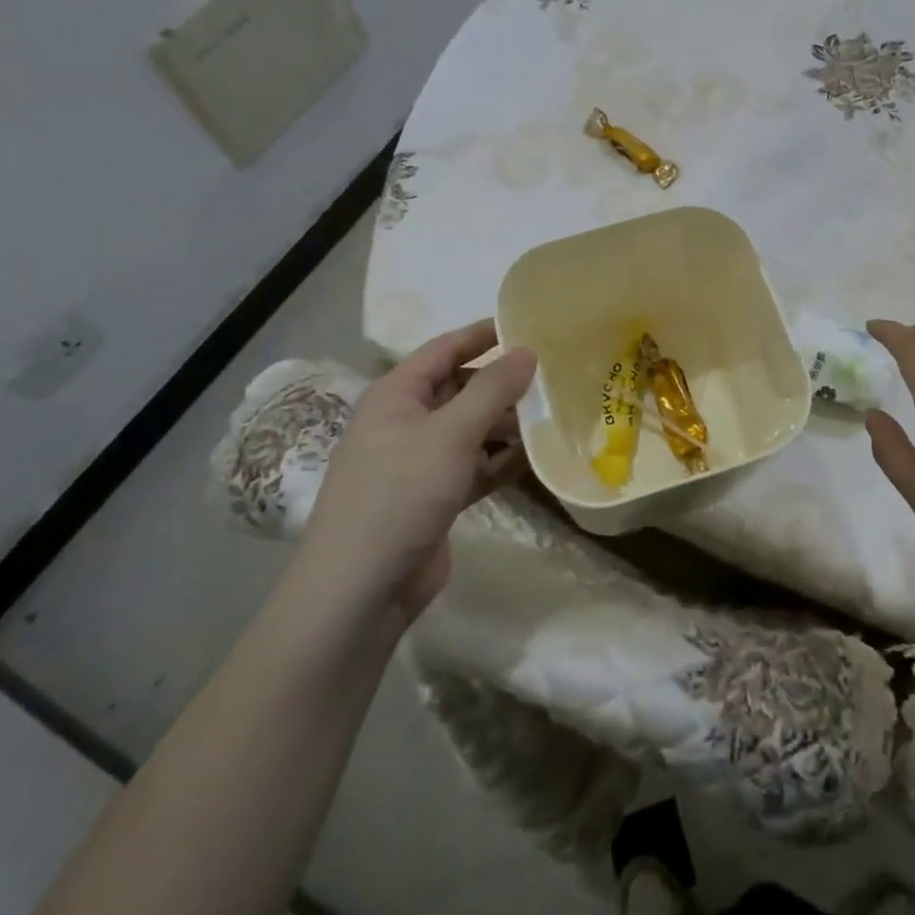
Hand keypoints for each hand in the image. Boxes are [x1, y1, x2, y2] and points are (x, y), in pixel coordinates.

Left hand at [297, 319, 536, 625]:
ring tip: (554, 416)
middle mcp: (406, 421)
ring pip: (472, 429)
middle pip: (462, 388)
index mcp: (397, 395)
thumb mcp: (451, 433)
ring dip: (507, 424)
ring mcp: (420, 461)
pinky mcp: (434, 496)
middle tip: (553, 375)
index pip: (445, 349)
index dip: (484, 334)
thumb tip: (527, 351)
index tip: (528, 324)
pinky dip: (500, 460)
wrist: (360, 590)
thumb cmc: (400, 493)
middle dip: (503, 383)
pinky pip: (474, 465)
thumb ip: (492, 389)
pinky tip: (536, 459)